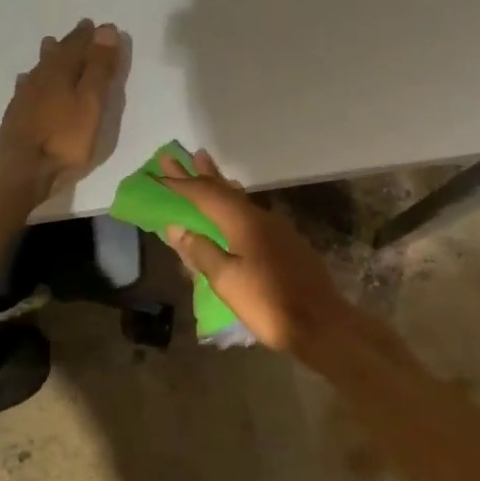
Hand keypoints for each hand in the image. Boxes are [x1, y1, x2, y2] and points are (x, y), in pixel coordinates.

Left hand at [0, 20, 123, 206]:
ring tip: (51, 44)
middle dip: (71, 41)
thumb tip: (106, 29)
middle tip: (81, 29)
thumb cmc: (64, 138)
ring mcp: (25, 95)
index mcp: (61, 71)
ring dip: (49, 55)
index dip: (91, 36)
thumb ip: (99, 68)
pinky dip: (32, 78)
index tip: (102, 26)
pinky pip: (26, 85)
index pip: (79, 45)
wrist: (20, 169)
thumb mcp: (91, 103)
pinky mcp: (16, 113)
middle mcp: (41, 77)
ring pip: (39, 67)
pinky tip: (27, 80)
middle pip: (58, 52)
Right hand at [158, 150, 357, 355]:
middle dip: (199, 174)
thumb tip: (178, 228)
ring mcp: (277, 230)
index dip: (180, 184)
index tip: (158, 173)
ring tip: (205, 168)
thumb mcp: (227, 281)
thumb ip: (201, 252)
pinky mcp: (286, 244)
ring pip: (240, 199)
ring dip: (219, 184)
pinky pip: (251, 213)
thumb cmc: (269, 303)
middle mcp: (261, 218)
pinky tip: (234, 207)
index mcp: (244, 222)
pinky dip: (234, 203)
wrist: (321, 324)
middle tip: (178, 156)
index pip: (205, 195)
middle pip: (224, 190)